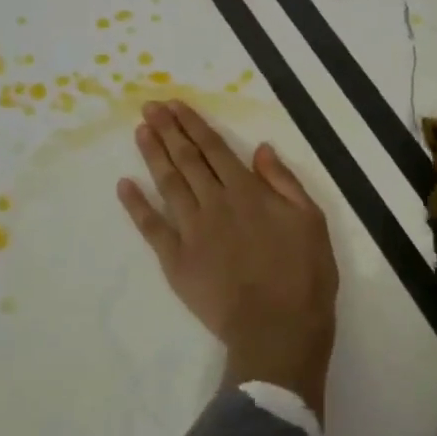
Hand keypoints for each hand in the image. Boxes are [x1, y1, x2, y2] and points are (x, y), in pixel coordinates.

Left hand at [117, 101, 338, 418]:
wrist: (278, 329)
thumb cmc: (303, 276)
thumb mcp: (311, 221)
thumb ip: (284, 182)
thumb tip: (260, 148)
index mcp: (247, 192)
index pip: (214, 149)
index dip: (192, 125)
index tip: (174, 105)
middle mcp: (214, 204)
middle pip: (186, 160)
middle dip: (167, 130)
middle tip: (149, 107)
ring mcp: (192, 231)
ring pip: (168, 184)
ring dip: (153, 155)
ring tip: (140, 132)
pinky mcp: (176, 261)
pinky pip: (152, 227)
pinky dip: (137, 205)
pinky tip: (125, 185)